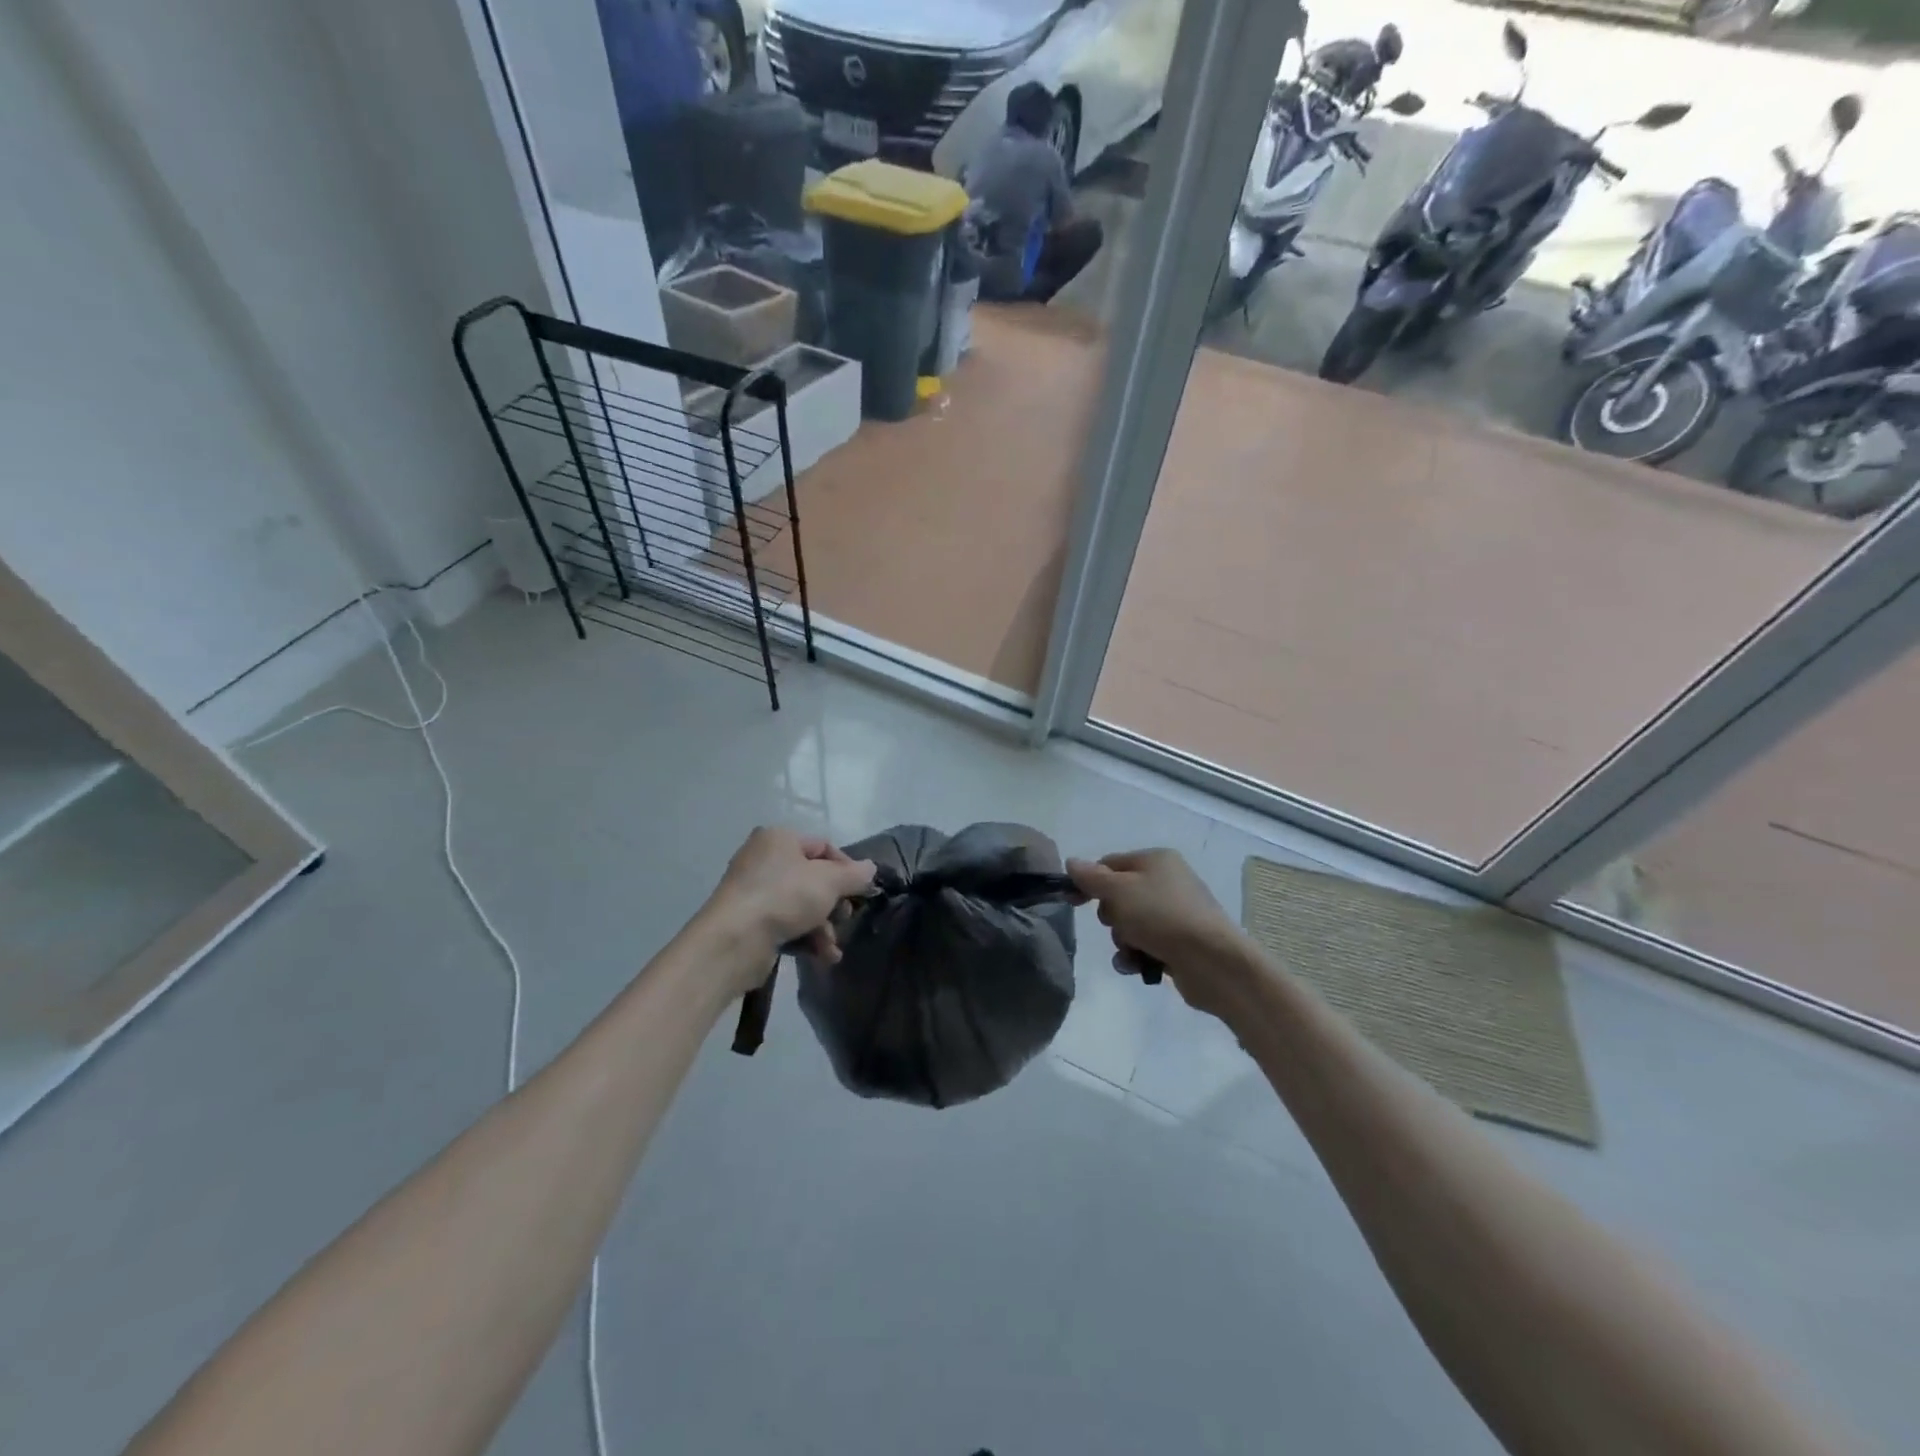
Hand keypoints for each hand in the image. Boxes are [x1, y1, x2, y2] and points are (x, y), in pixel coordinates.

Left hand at [704, 828, 875, 989]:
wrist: (734, 941)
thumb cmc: (784, 897)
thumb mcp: (830, 881)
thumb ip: (855, 875)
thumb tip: (871, 868)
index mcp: (779, 838)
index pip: (823, 846)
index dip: (847, 868)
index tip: (861, 891)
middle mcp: (763, 859)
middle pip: (813, 878)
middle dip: (834, 903)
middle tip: (844, 917)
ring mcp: (754, 892)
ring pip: (802, 905)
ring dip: (823, 927)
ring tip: (832, 947)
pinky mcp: (750, 922)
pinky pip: (786, 924)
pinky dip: (806, 937)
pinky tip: (822, 956)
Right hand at [1067, 849, 1253, 1019]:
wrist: (1213, 961)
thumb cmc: (1162, 916)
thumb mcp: (1119, 891)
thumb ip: (1092, 877)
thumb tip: (1072, 862)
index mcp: (1156, 860)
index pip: (1110, 863)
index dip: (1089, 881)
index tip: (1072, 901)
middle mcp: (1168, 882)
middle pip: (1119, 896)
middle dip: (1111, 916)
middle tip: (1120, 925)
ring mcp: (1176, 914)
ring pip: (1130, 924)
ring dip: (1123, 940)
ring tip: (1133, 951)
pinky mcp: (1180, 943)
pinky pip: (1145, 945)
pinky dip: (1137, 955)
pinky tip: (1138, 966)